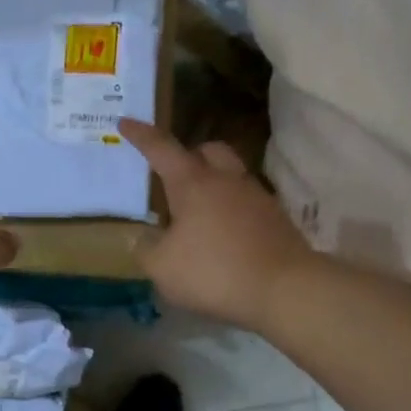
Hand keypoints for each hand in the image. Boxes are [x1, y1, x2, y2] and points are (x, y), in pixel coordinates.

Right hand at [120, 119, 316, 332]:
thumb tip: (143, 237)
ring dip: (212, 185)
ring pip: (231, 176)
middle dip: (189, 155)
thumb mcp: (162, 267)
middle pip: (209, 150)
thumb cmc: (213, 272)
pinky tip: (222, 235)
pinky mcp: (276, 220)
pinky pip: (246, 203)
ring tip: (196, 213)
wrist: (284, 289)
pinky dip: (230, 210)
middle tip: (172, 174)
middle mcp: (227, 181)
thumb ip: (146, 249)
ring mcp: (257, 198)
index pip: (162, 149)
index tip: (126, 122)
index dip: (141, 135)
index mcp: (193, 184)